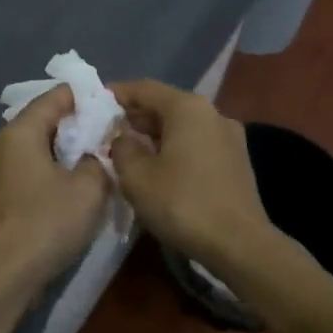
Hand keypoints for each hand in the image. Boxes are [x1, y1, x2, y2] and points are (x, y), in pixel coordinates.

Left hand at [0, 85, 110, 288]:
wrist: (2, 277)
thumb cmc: (46, 222)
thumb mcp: (89, 188)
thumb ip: (99, 162)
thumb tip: (95, 157)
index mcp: (20, 133)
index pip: (54, 97)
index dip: (85, 97)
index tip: (112, 105)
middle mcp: (1, 148)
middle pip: (42, 124)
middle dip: (76, 127)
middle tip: (109, 136)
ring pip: (36, 153)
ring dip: (64, 155)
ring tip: (96, 164)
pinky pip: (29, 176)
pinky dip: (51, 176)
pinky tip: (71, 192)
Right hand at [109, 80, 274, 271]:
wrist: (239, 243)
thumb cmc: (182, 203)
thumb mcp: (136, 176)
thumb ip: (122, 148)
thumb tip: (123, 139)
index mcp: (188, 108)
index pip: (145, 88)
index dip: (117, 94)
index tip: (94, 102)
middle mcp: (212, 113)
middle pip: (166, 105)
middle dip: (135, 116)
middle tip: (106, 130)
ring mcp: (229, 137)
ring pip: (182, 126)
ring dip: (154, 134)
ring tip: (128, 150)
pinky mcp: (236, 160)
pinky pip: (196, 143)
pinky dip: (174, 148)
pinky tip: (158, 167)